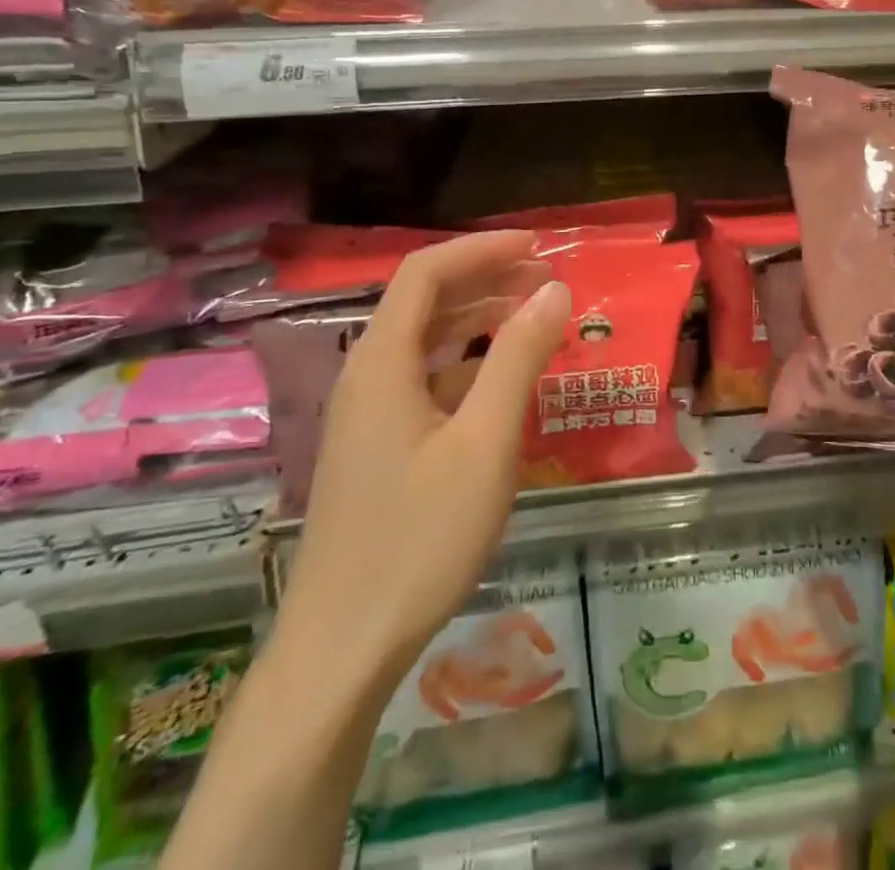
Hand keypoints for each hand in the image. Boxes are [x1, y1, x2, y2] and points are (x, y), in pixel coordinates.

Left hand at [271, 231, 570, 692]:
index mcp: (382, 362)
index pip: (426, 272)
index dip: (481, 248)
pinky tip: (501, 384)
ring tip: (532, 317)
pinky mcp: (374, 447)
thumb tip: (553, 290)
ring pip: (424, 342)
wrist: (342, 649)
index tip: (537, 245)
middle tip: (546, 279)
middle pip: (423, 302)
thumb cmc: (419, 538)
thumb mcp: (485, 443)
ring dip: (477, 320)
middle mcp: (366, 376)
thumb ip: (518, 358)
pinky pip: (423, 381)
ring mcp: (366, 415)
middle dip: (485, 279)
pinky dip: (466, 365)